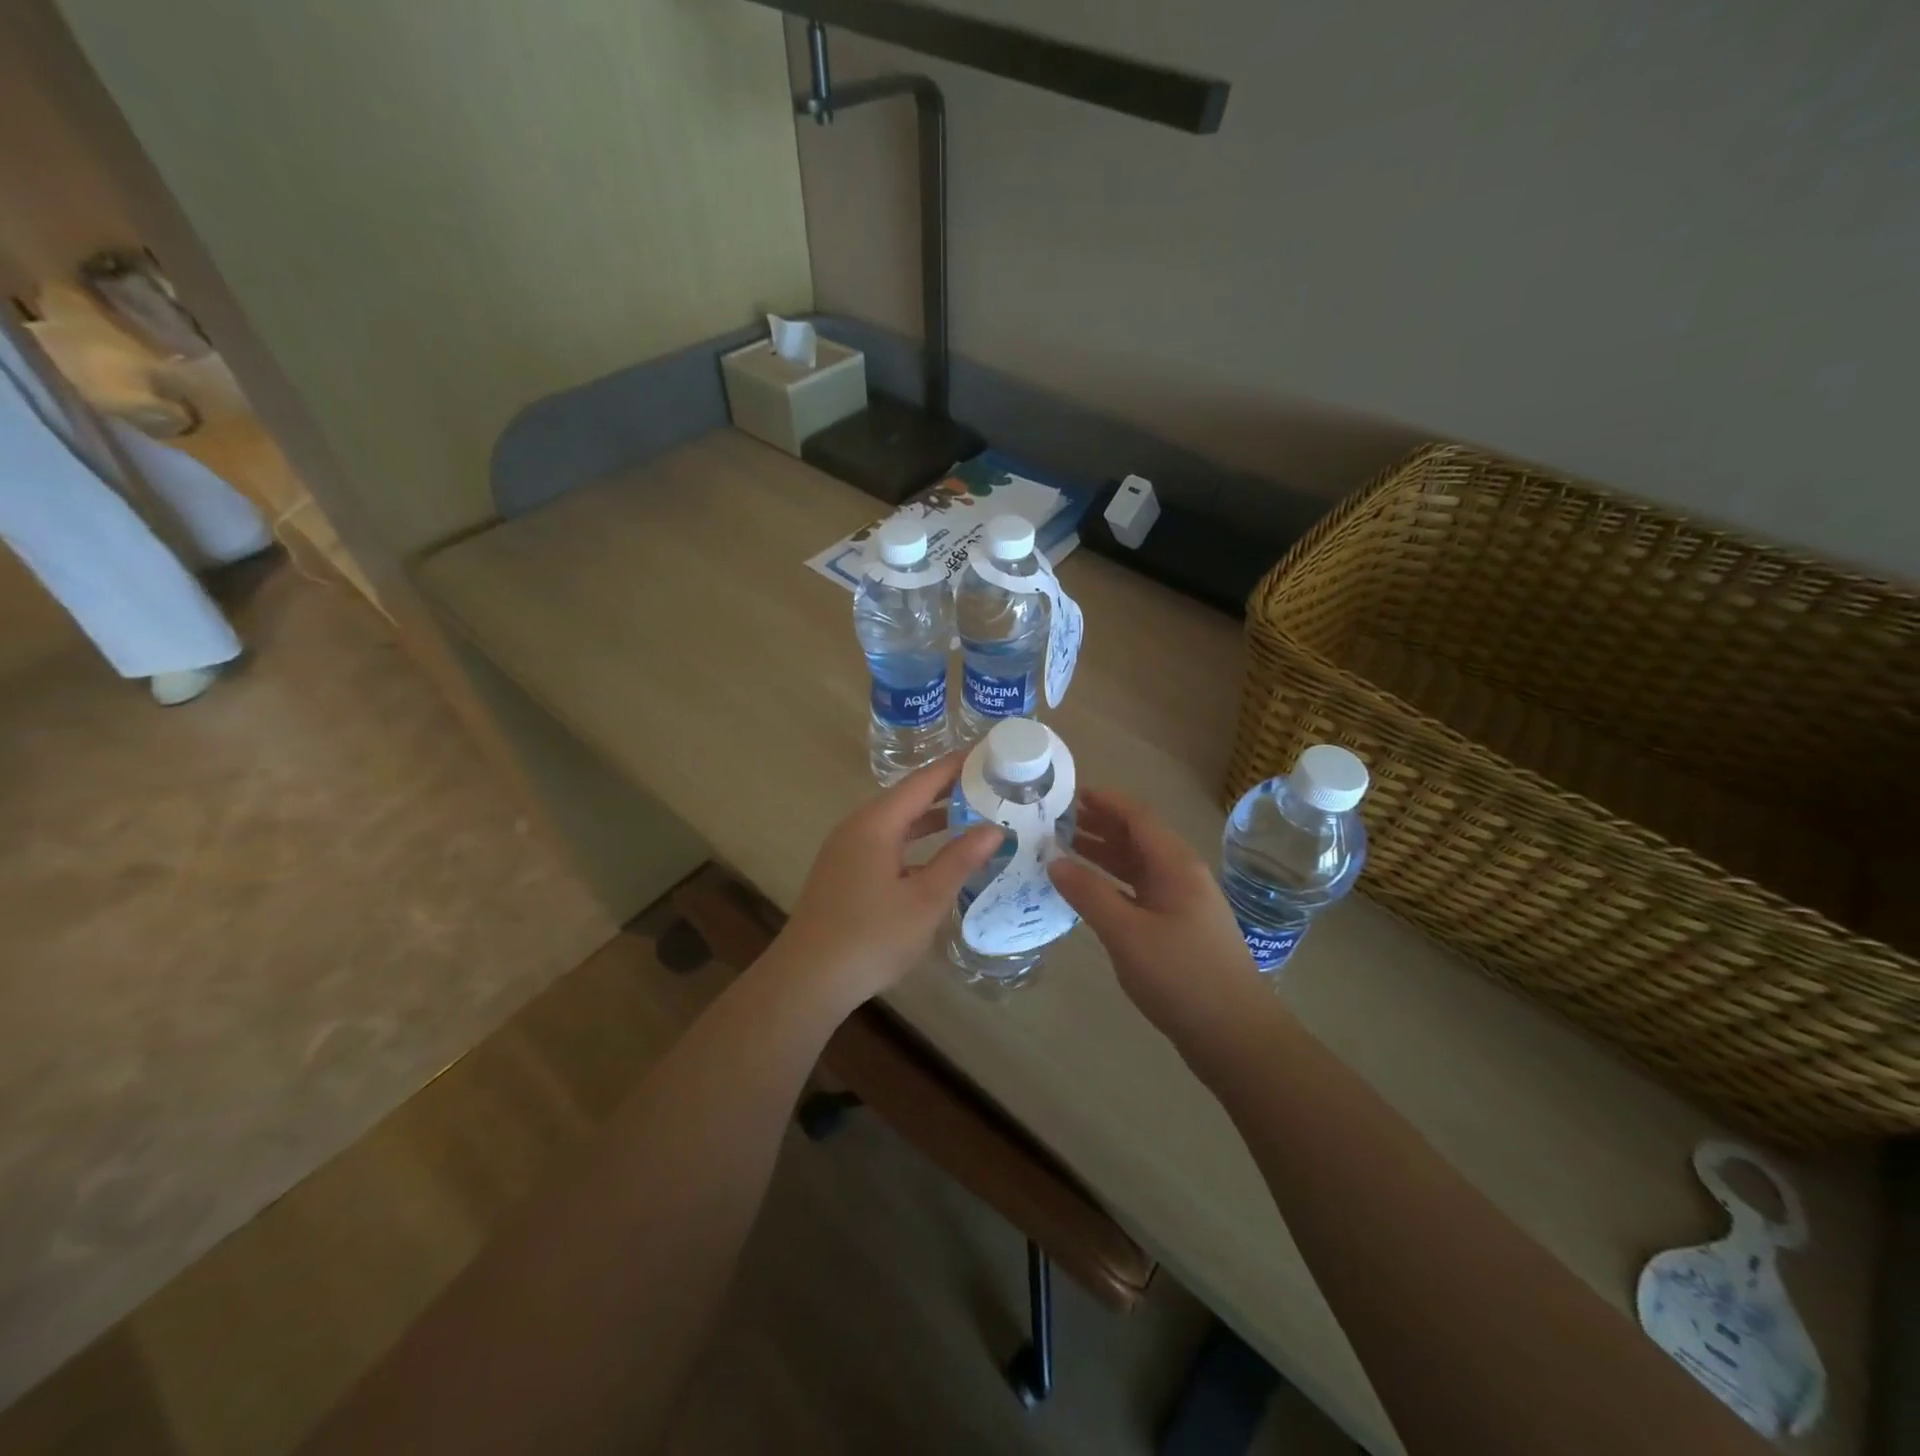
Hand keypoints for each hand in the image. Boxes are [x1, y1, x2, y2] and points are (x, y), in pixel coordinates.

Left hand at [771, 754, 1003, 1013]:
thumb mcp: (925, 899)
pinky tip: (939, 856)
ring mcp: (847, 850)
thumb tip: (994, 828)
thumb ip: (959, 859)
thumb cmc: (871, 936)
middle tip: (991, 783)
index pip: (923, 780)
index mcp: (876, 823)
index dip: (957, 765)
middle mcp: (858, 827)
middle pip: (909, 796)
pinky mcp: (844, 872)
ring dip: (933, 817)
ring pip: (897, 821)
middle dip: (949, 788)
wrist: (808, 979)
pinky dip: (916, 840)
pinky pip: (887, 842)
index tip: (990, 752)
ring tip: (974, 813)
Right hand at [1048, 789, 1264, 1051]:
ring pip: (1137, 866)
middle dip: (1099, 825)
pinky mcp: (1178, 929)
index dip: (1104, 801)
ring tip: (1064, 849)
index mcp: (1176, 865)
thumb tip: (1054, 862)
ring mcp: (1182, 903)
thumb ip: (1089, 893)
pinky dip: (1113, 884)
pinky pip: (1140, 891)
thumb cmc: (1182, 976)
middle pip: (1137, 838)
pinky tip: (1089, 892)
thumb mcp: (1127, 933)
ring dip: (1104, 855)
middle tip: (1056, 821)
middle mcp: (1181, 876)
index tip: (1068, 793)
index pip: (1137, 817)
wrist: (1235, 1035)